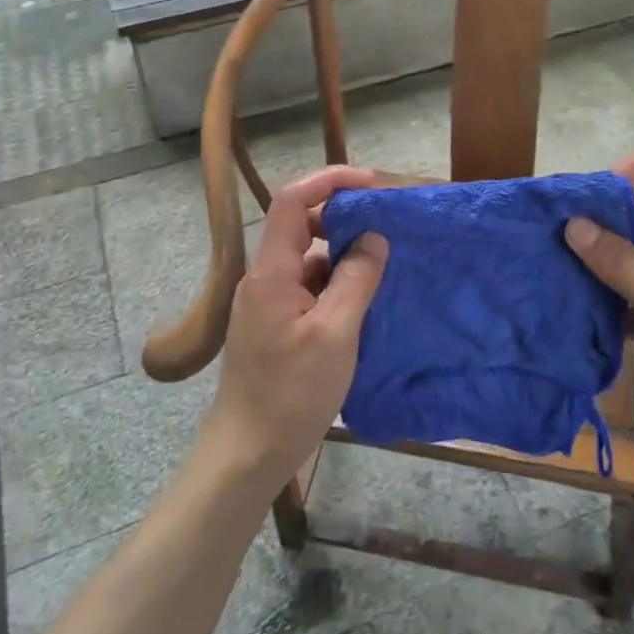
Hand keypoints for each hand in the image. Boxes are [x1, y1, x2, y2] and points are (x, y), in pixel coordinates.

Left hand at [204, 166, 389, 489]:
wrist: (247, 454)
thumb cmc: (291, 394)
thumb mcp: (335, 334)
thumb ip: (356, 280)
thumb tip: (375, 238)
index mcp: (271, 272)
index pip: (292, 200)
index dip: (329, 180)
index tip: (372, 185)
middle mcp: (264, 278)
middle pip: (300, 226)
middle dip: (343, 218)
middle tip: (386, 227)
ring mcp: (268, 303)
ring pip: (308, 259)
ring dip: (343, 254)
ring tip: (384, 263)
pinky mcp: (276, 325)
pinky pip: (308, 287)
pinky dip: (336, 284)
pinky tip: (364, 300)